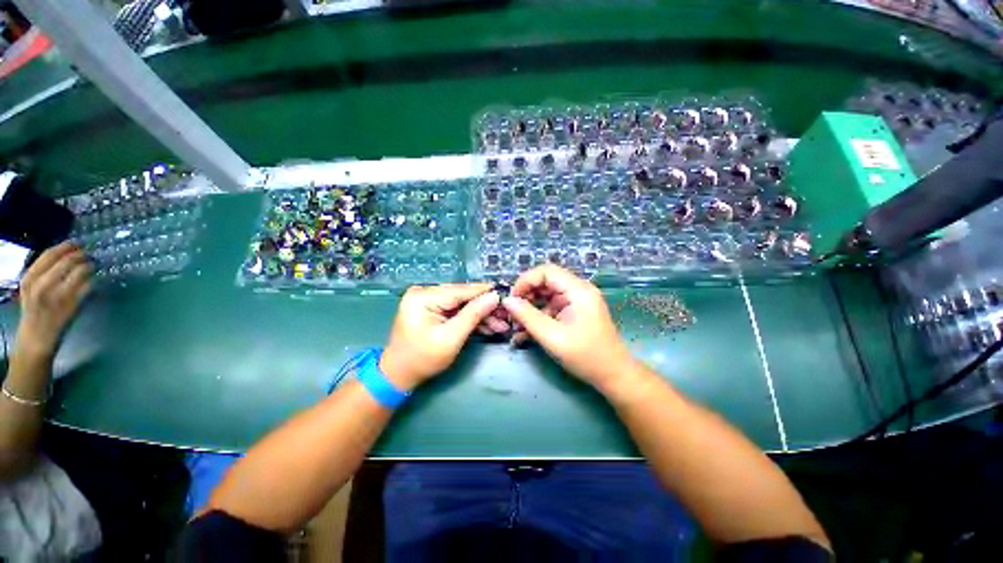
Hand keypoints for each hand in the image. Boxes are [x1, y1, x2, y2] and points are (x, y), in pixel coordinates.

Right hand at [16, 243, 92, 355]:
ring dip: (90, 266)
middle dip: (82, 255)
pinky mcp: (72, 305)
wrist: (36, 339)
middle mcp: (42, 285)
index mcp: (29, 278)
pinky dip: (94, 281)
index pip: (50, 254)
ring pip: (80, 271)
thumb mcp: (31, 287)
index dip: (67, 246)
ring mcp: (58, 295)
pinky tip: (94, 280)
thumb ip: (43, 272)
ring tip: (93, 266)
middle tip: (89, 255)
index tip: (77, 243)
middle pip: (68, 260)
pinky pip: (88, 287)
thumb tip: (65, 253)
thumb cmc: (35, 310)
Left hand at [380, 283, 499, 390]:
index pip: (461, 290)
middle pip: (463, 297)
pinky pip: (456, 311)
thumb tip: (495, 296)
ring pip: (462, 304)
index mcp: (424, 296)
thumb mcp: (451, 338)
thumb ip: (473, 315)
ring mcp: (428, 301)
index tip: (507, 294)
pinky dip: (471, 319)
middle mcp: (425, 293)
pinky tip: (488, 326)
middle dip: (485, 307)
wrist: (399, 375)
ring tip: (502, 324)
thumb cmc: (422, 359)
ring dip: (481, 315)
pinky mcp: (432, 309)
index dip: (485, 292)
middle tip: (506, 315)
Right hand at [500, 265, 636, 391]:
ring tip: (516, 327)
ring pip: (546, 296)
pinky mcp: (574, 313)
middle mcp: (578, 291)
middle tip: (512, 314)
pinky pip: (551, 309)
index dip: (526, 281)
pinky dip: (538, 318)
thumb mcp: (552, 337)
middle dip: (526, 296)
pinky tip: (525, 334)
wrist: (613, 376)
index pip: (547, 271)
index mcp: (578, 290)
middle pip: (546, 282)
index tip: (512, 299)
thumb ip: (528, 317)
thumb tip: (507, 301)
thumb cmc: (586, 356)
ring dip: (530, 309)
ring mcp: (576, 302)